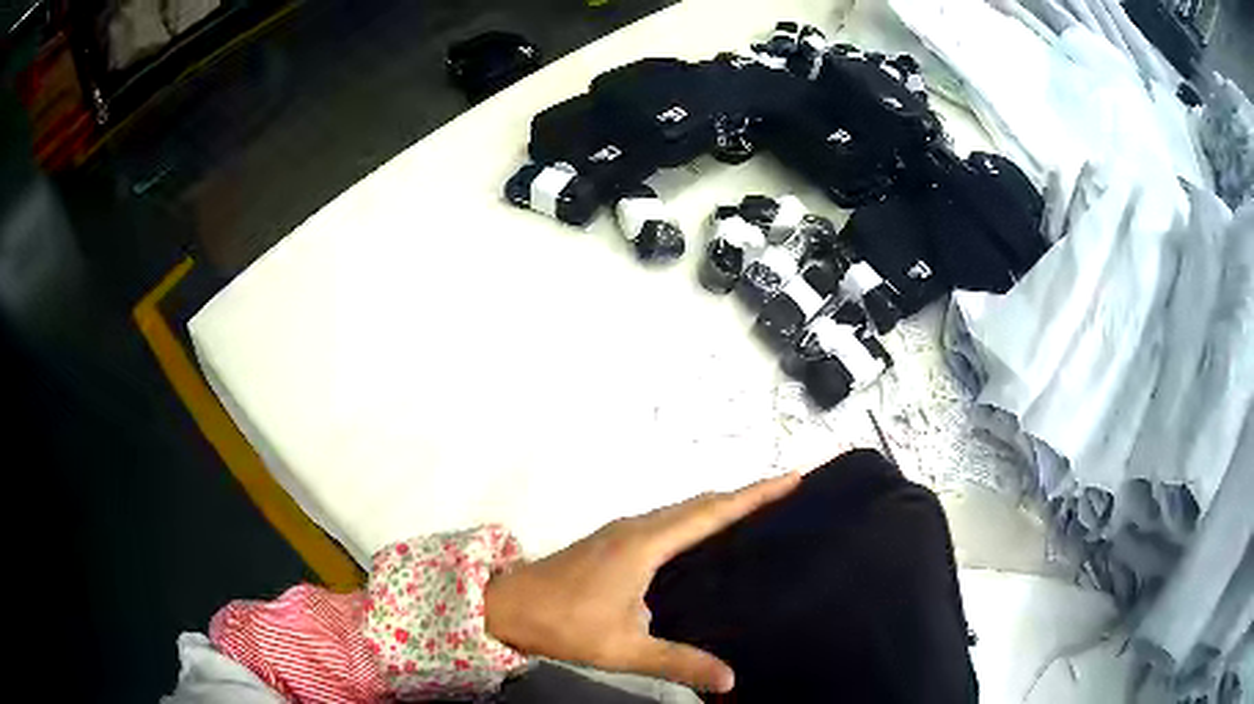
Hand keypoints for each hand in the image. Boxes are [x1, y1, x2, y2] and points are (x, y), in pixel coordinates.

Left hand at [484, 473, 800, 692]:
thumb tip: (730, 679)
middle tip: (783, 496)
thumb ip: (678, 663)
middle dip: (743, 495)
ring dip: (717, 506)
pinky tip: (702, 543)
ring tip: (754, 515)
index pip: (712, 513)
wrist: (507, 606)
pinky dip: (694, 520)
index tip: (790, 478)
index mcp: (645, 544)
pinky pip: (666, 521)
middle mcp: (637, 527)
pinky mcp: (612, 541)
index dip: (754, 494)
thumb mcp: (624, 649)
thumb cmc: (564, 624)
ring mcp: (622, 531)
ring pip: (681, 510)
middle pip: (700, 503)